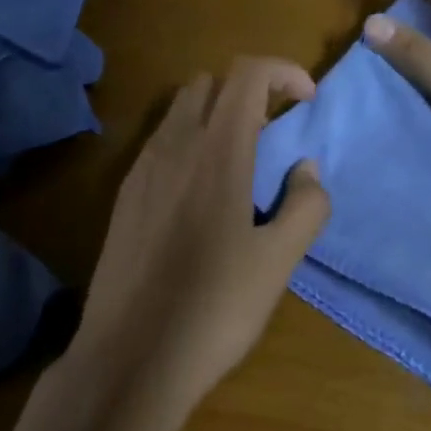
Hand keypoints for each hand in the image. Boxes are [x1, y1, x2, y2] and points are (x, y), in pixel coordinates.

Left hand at [70, 57, 330, 423]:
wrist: (130, 358)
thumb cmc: (214, 308)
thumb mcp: (278, 262)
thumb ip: (305, 206)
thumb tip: (306, 170)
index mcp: (216, 153)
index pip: (247, 75)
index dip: (283, 72)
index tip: (307, 100)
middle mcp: (173, 147)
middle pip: (209, 83)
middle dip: (249, 91)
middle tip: (277, 131)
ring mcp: (140, 171)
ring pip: (180, 112)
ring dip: (217, 117)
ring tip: (243, 164)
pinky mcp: (123, 198)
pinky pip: (160, 144)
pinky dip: (190, 144)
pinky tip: (203, 196)